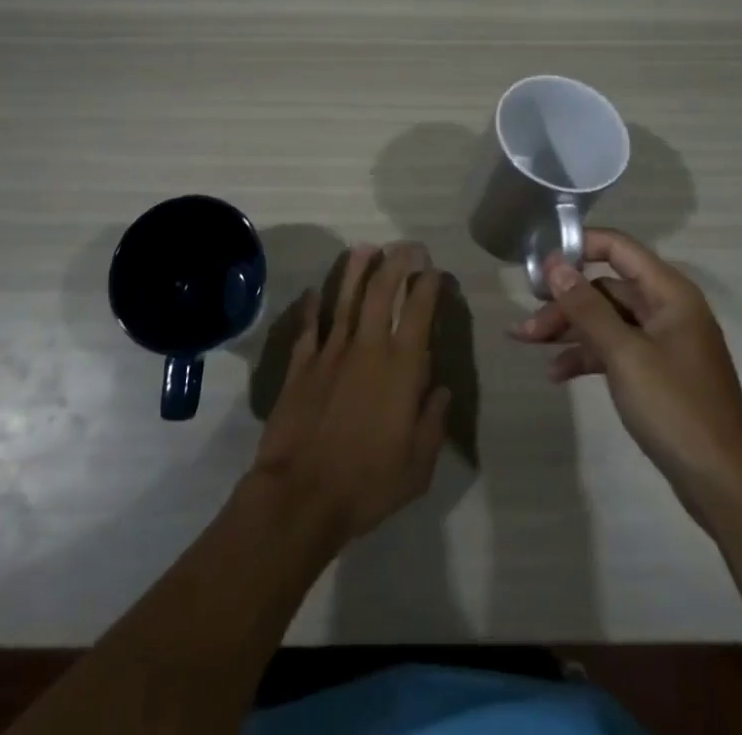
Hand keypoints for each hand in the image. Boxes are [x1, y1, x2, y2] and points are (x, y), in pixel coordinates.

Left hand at [250, 244, 451, 544]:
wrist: (301, 494)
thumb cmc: (368, 483)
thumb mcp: (418, 465)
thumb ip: (433, 422)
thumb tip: (441, 391)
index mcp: (401, 368)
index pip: (419, 312)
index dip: (428, 285)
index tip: (433, 270)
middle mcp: (368, 347)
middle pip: (382, 291)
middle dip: (396, 262)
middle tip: (405, 247)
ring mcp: (331, 352)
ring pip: (346, 298)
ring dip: (356, 270)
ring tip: (365, 248)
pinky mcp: (301, 364)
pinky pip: (309, 327)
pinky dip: (312, 307)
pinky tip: (314, 292)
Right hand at [509, 228, 741, 498]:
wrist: (726, 487)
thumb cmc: (677, 409)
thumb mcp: (625, 354)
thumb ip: (587, 307)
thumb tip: (554, 263)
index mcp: (669, 293)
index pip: (618, 247)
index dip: (578, 247)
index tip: (539, 265)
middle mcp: (667, 308)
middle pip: (605, 288)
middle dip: (564, 302)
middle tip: (526, 322)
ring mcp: (663, 342)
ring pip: (606, 320)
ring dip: (569, 329)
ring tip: (527, 343)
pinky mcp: (657, 372)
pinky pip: (614, 349)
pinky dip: (586, 356)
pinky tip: (557, 373)